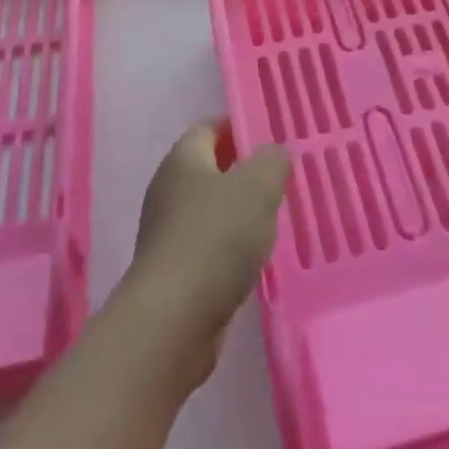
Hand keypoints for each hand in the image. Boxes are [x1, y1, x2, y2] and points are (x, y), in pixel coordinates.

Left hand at [119, 123, 289, 392]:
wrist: (173, 321)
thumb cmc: (215, 239)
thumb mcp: (258, 187)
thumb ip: (271, 161)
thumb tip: (273, 154)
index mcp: (182, 160)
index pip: (208, 128)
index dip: (237, 128)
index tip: (270, 138)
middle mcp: (168, 191)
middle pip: (209, 169)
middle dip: (243, 172)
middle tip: (280, 180)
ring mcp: (167, 234)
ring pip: (210, 210)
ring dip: (239, 213)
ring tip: (275, 220)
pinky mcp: (174, 273)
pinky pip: (208, 246)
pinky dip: (230, 248)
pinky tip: (255, 260)